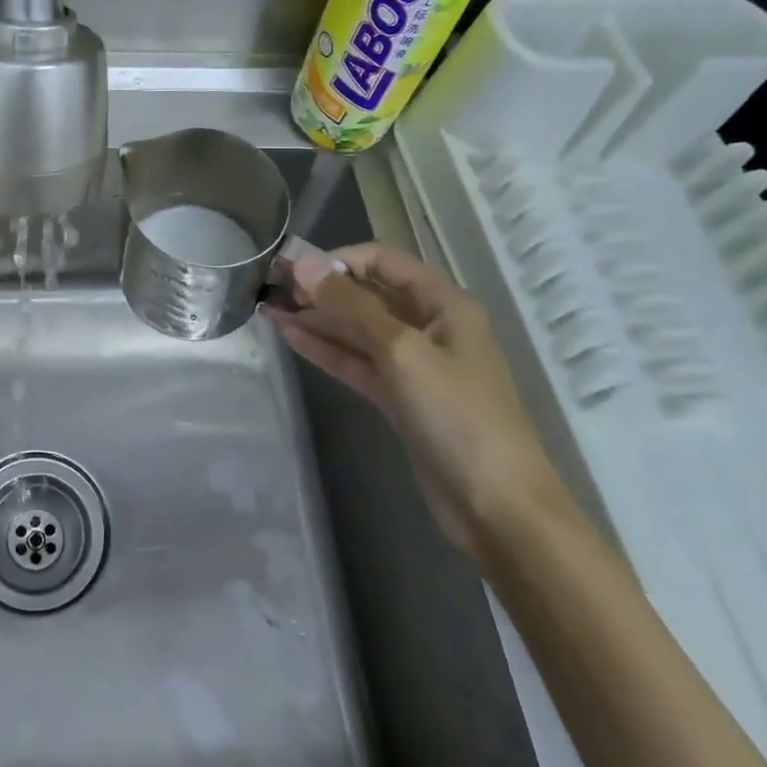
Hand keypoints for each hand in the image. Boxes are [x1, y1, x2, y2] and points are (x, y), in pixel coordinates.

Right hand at [266, 243, 566, 560]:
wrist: (497, 507)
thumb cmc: (458, 416)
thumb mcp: (402, 351)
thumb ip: (350, 306)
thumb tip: (303, 264)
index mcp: (444, 304)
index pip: (383, 260)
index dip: (338, 259)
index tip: (293, 269)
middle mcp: (429, 326)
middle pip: (368, 294)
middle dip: (322, 288)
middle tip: (271, 287)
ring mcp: (413, 364)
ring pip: (357, 330)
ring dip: (317, 318)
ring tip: (269, 308)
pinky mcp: (399, 397)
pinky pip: (357, 361)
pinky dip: (326, 349)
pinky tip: (291, 336)